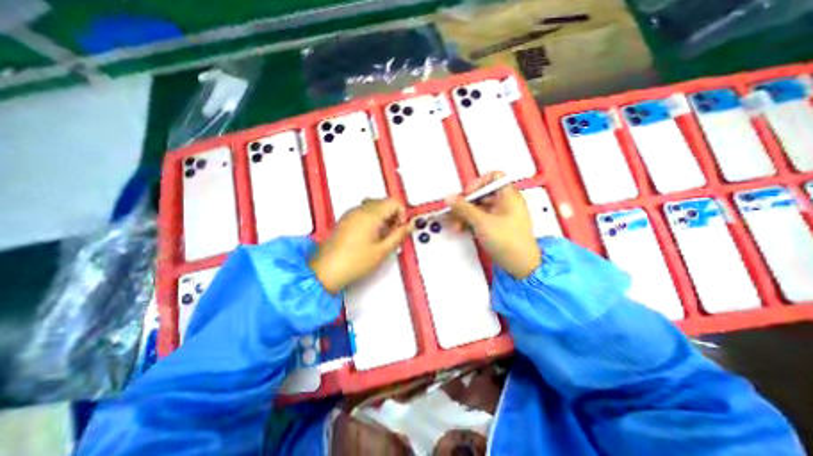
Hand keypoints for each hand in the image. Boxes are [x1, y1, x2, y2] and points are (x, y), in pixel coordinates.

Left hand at [309, 198, 413, 294]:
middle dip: (393, 216)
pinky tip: (370, 237)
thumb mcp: (382, 250)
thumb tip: (410, 226)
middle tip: (393, 233)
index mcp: (371, 215)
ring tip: (381, 237)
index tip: (400, 228)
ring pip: (374, 207)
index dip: (402, 214)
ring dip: (383, 218)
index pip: (394, 202)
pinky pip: (364, 212)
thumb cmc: (353, 262)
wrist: (326, 270)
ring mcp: (351, 214)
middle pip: (384, 202)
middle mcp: (360, 210)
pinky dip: (372, 220)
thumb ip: (399, 235)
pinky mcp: (345, 220)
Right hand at [444, 171, 538, 277]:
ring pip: (478, 208)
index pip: (493, 177)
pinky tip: (460, 229)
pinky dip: (469, 222)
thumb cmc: (508, 241)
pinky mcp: (495, 226)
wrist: (520, 266)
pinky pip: (479, 219)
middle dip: (465, 204)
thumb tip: (449, 197)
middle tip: (453, 212)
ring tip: (455, 225)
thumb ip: (463, 208)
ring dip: (464, 215)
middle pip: (481, 195)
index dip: (478, 183)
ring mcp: (500, 215)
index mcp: (508, 195)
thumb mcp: (482, 222)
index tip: (466, 195)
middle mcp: (505, 203)